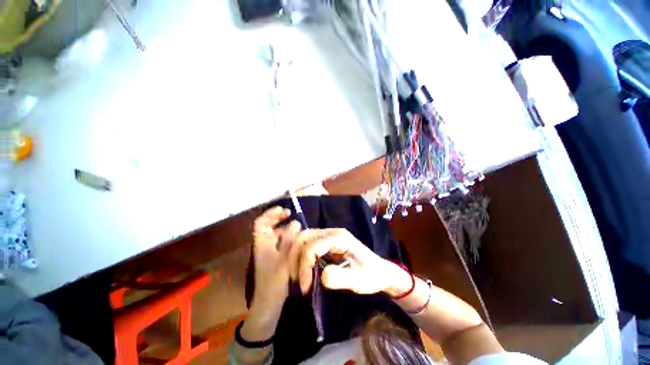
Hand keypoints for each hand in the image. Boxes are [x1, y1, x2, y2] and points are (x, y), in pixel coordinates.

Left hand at [252, 206, 302, 304]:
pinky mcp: (275, 257)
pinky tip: (297, 239)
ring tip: (297, 228)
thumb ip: (291, 241)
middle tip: (291, 214)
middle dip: (279, 219)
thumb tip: (295, 223)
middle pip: (268, 226)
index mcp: (261, 243)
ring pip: (276, 234)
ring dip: (286, 228)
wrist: (269, 303)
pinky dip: (288, 237)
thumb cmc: (274, 281)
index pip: (261, 223)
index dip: (270, 213)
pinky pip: (281, 242)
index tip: (283, 209)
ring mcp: (269, 251)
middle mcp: (264, 245)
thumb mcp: (284, 259)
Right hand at [295, 228, 410, 295]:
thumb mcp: (358, 280)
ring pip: (304, 239)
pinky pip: (309, 244)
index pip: (312, 246)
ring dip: (297, 256)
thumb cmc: (371, 275)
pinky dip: (302, 256)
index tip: (305, 287)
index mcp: (339, 237)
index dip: (304, 266)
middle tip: (297, 279)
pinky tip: (303, 270)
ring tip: (298, 276)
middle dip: (296, 257)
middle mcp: (332, 233)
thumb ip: (341, 278)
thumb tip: (321, 276)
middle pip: (304, 237)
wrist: (381, 272)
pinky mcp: (327, 243)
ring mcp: (329, 236)